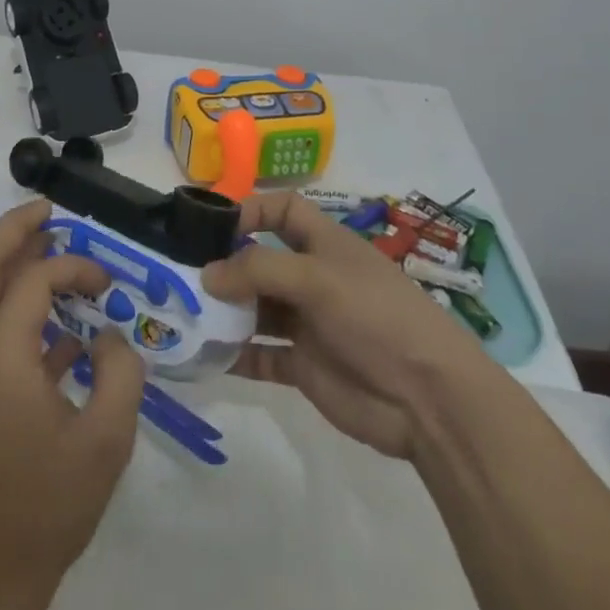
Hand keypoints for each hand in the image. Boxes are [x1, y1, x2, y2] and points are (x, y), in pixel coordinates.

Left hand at [0, 198, 145, 598]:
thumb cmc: (49, 504)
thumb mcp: (108, 439)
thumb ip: (121, 371)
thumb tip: (109, 335)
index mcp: (0, 356)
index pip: (33, 280)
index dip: (73, 267)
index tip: (107, 282)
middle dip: (14, 228)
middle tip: (50, 210)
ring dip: (11, 262)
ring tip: (51, 246)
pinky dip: (15, 306)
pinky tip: (59, 325)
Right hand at [202, 191, 484, 458]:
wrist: (428, 400)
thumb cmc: (375, 317)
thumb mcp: (317, 278)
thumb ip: (258, 270)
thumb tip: (207, 275)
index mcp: (324, 244)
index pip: (283, 210)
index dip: (251, 209)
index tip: (212, 226)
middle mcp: (312, 278)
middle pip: (260, 260)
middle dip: (225, 264)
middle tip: (180, 273)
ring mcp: (307, 323)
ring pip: (255, 308)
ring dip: (224, 311)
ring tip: (183, 313)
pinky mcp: (304, 366)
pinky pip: (260, 355)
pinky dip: (234, 355)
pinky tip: (204, 355)